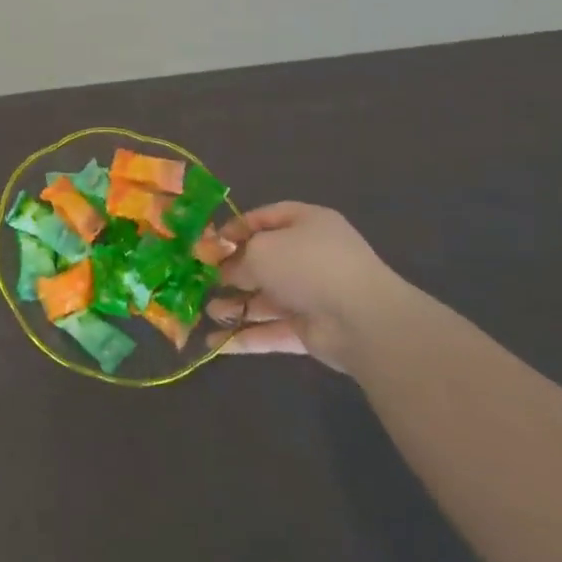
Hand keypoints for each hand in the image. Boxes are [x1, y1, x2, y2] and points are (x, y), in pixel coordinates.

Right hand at [206, 203, 405, 372]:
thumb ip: (236, 258)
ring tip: (207, 311)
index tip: (208, 243)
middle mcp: (310, 256)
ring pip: (266, 298)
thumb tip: (223, 270)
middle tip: (200, 279)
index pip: (265, 218)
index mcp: (305, 224)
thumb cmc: (307, 266)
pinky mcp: (312, 330)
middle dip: (231, 272)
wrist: (361, 320)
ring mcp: (312, 295)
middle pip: (263, 261)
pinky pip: (273, 330)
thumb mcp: (261, 251)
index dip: (235, 228)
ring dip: (235, 306)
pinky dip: (246, 336)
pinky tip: (215, 343)